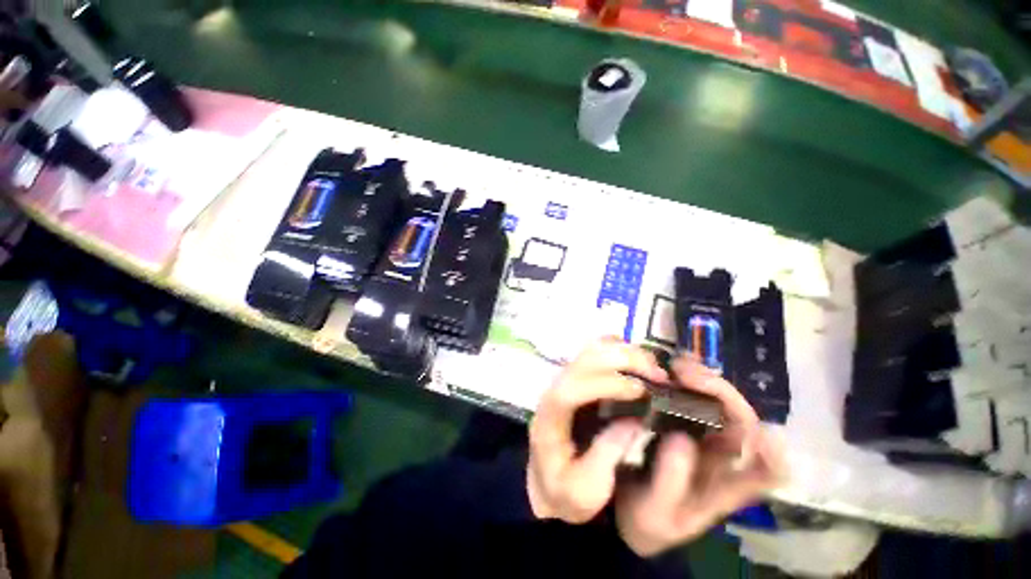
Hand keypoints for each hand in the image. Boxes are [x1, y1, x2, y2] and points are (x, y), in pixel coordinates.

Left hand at [527, 338, 666, 522]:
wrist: (548, 481)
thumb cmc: (564, 490)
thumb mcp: (585, 492)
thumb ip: (606, 456)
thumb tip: (635, 421)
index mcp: (551, 414)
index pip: (573, 387)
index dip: (606, 383)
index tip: (641, 391)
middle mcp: (556, 387)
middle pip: (584, 359)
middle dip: (624, 361)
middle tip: (660, 377)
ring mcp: (566, 376)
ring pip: (591, 349)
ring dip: (624, 352)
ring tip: (654, 369)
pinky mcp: (578, 374)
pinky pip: (597, 350)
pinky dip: (619, 349)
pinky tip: (640, 363)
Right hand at [615, 356, 784, 556]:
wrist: (626, 509)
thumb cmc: (646, 518)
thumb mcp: (654, 511)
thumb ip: (669, 482)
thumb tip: (682, 438)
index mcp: (726, 487)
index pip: (769, 470)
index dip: (769, 449)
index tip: (744, 426)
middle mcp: (723, 459)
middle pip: (742, 420)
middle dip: (720, 391)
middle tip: (683, 372)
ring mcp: (703, 438)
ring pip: (719, 403)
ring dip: (703, 380)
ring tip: (675, 364)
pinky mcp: (683, 425)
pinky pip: (692, 398)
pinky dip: (686, 381)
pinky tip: (669, 369)